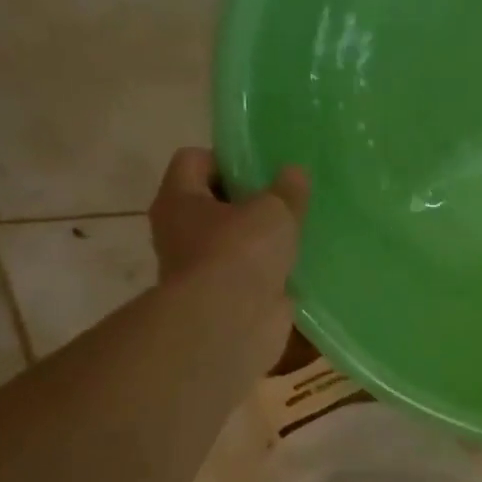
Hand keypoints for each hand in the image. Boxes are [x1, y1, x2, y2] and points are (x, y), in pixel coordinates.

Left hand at [149, 148, 308, 359]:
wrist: (231, 323)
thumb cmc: (241, 252)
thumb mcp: (274, 210)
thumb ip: (287, 190)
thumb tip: (294, 173)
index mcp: (179, 199)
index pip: (194, 160)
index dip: (228, 158)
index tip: (264, 168)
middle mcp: (181, 232)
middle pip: (215, 203)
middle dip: (251, 201)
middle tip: (287, 199)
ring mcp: (203, 269)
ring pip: (235, 241)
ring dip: (264, 239)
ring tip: (300, 231)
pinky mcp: (227, 298)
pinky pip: (252, 274)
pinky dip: (272, 271)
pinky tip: (302, 265)